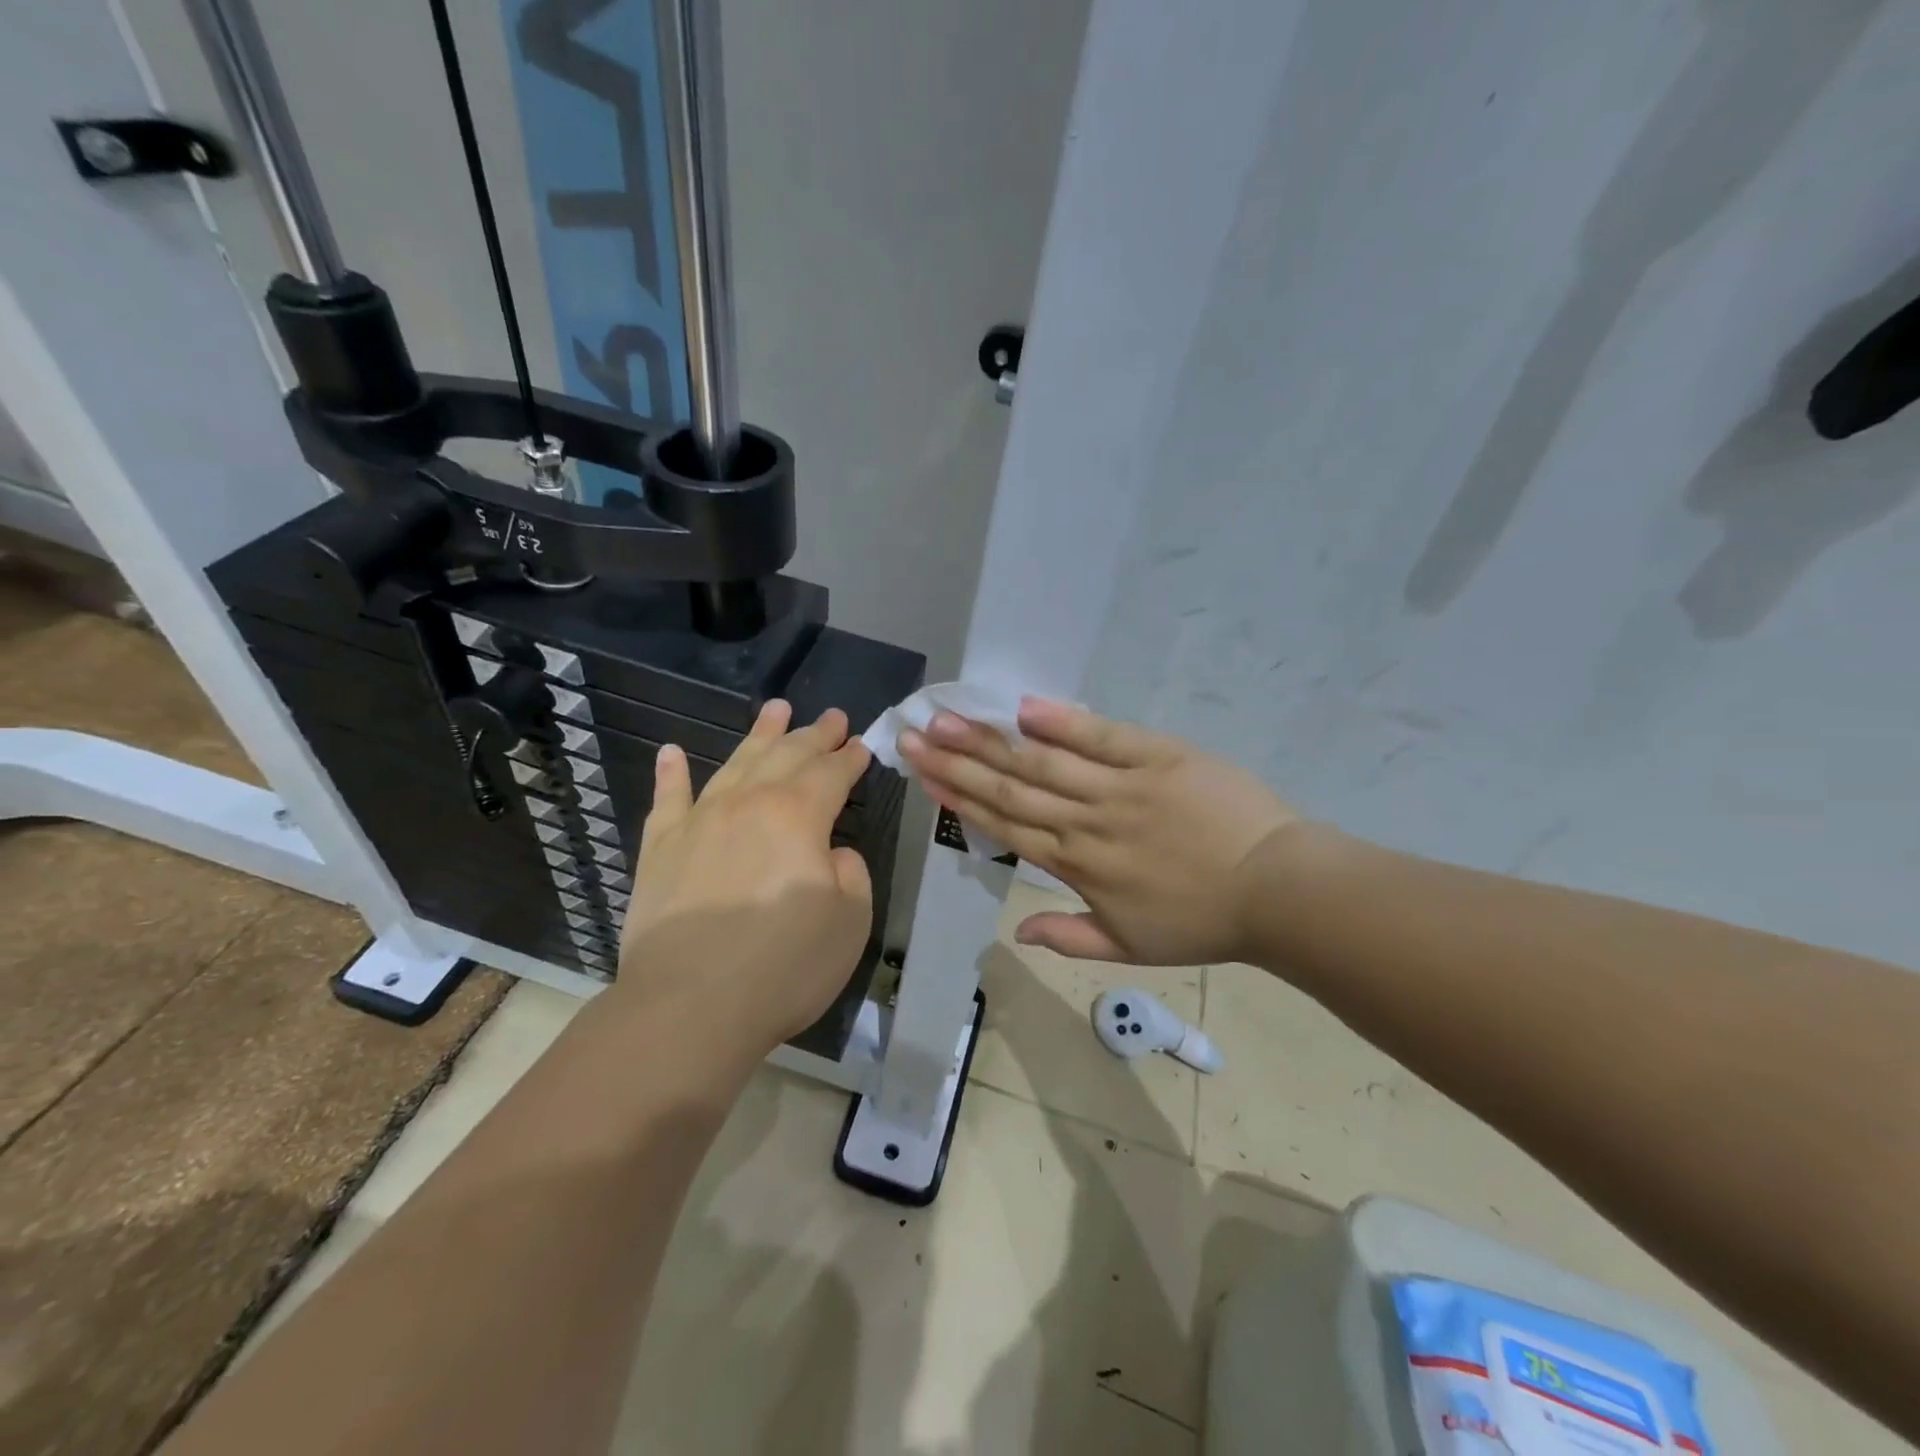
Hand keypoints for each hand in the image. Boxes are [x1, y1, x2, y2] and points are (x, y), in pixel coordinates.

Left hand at [617, 700, 873, 1063]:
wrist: (688, 1007)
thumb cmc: (783, 965)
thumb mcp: (850, 921)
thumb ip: (849, 873)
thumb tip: (830, 852)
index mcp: (798, 815)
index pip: (832, 774)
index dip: (850, 757)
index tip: (863, 743)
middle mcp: (748, 803)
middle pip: (787, 756)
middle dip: (813, 734)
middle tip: (832, 715)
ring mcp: (698, 821)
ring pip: (734, 764)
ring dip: (758, 736)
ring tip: (775, 709)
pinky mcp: (659, 849)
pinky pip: (667, 799)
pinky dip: (671, 773)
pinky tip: (671, 752)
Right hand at [899, 698, 1295, 965]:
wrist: (1277, 890)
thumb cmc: (1201, 922)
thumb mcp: (1129, 948)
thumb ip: (1068, 937)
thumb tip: (1014, 934)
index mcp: (1076, 865)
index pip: (1004, 825)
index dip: (959, 797)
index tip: (923, 773)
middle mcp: (1086, 821)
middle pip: (1010, 787)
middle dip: (957, 761)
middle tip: (914, 734)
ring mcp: (1121, 786)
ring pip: (1043, 761)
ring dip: (992, 740)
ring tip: (949, 716)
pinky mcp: (1159, 757)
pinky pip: (1104, 737)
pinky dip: (1064, 722)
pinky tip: (1024, 707)